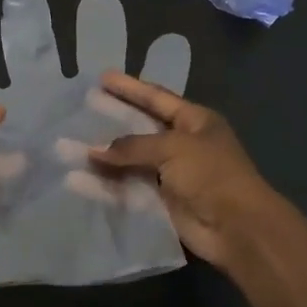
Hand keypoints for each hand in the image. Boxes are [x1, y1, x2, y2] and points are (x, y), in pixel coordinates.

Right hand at [90, 74, 301, 277]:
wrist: (237, 228)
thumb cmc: (211, 174)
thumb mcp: (174, 148)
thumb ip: (132, 146)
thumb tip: (93, 151)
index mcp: (195, 121)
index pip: (156, 98)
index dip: (130, 88)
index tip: (102, 77)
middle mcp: (182, 144)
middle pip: (140, 128)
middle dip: (112, 120)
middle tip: (82, 109)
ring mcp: (170, 174)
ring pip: (130, 160)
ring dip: (103, 156)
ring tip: (69, 147)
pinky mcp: (161, 201)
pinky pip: (127, 188)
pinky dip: (105, 185)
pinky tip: (78, 180)